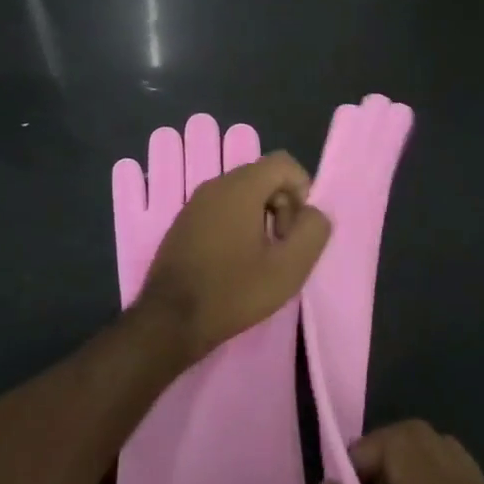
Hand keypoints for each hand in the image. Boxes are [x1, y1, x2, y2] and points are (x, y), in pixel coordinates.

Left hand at [138, 152, 330, 362]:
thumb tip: (313, 213)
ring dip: (260, 217)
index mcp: (240, 187)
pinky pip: (221, 209)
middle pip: (263, 177)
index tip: (298, 229)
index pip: (283, 163)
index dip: (302, 190)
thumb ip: (312, 231)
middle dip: (282, 205)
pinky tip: (235, 263)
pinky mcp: (183, 222)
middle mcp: (215, 185)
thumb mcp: (288, 268)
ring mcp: (195, 203)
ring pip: (242, 194)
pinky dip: (237, 225)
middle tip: (281, 246)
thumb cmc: (233, 292)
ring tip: (261, 258)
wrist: (170, 321)